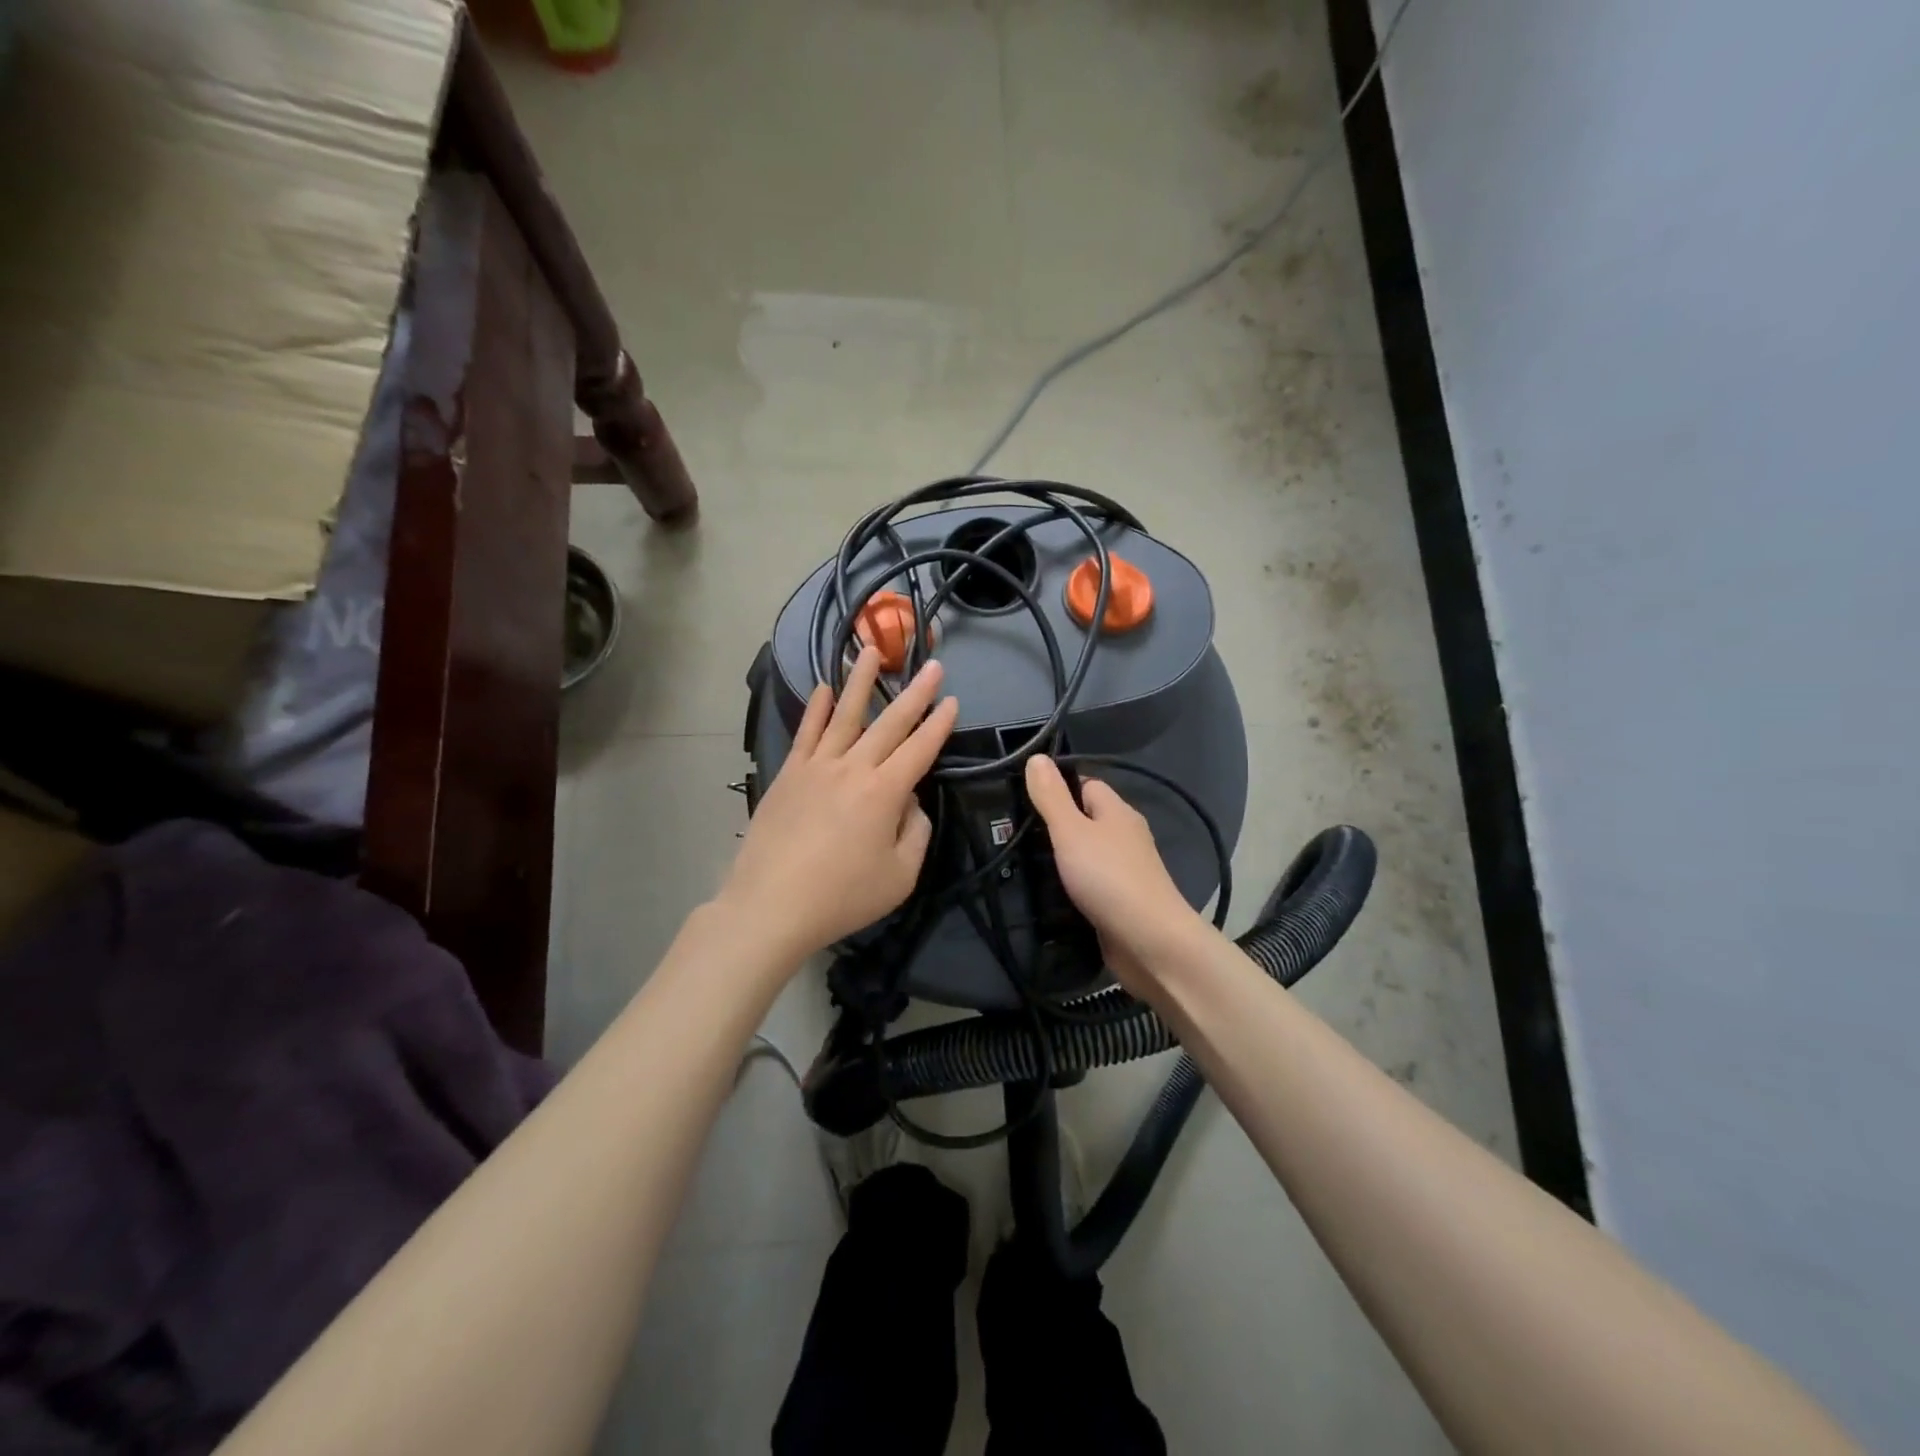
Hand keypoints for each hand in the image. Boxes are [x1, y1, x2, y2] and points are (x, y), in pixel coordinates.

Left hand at [719, 647, 957, 961]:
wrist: (771, 905)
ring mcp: (816, 767)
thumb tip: (911, 802)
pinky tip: (824, 688)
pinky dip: (817, 709)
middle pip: (889, 723)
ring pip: (844, 714)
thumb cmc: (842, 896)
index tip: (953, 701)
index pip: (920, 749)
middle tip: (932, 665)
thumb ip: (916, 833)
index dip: (939, 724)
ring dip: (860, 681)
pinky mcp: (789, 775)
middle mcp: (853, 768)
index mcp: (885, 792)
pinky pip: (806, 733)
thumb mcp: (900, 876)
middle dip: (915, 693)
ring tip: (870, 650)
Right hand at [1023, 754, 1205, 987]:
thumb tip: (1036, 756)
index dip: (1058, 789)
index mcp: (1117, 812)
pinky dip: (1072, 888)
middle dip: (1055, 827)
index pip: (1087, 786)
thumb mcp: (1071, 831)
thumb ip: (1051, 796)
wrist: (1150, 941)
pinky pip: (1091, 885)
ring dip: (1062, 861)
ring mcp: (1126, 871)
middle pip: (1086, 821)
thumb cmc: (1108, 877)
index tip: (1025, 801)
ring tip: (1023, 866)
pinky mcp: (1121, 902)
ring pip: (1088, 855)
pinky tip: (1049, 896)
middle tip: (1016, 836)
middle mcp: (1125, 837)